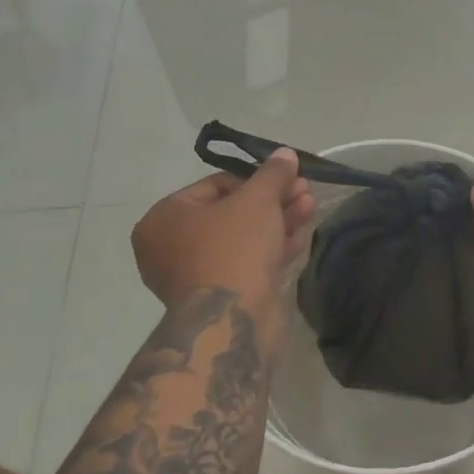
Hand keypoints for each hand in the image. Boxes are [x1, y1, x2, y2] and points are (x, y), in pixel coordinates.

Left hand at [132, 149, 315, 307]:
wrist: (233, 320)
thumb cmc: (234, 248)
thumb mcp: (257, 200)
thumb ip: (272, 174)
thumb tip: (285, 153)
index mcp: (164, 218)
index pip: (215, 185)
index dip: (256, 180)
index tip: (287, 178)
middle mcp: (170, 247)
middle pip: (230, 213)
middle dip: (272, 202)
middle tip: (304, 194)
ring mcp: (194, 277)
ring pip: (241, 240)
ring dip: (277, 223)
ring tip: (310, 210)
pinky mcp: (218, 299)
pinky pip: (245, 264)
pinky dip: (270, 250)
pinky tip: (300, 239)